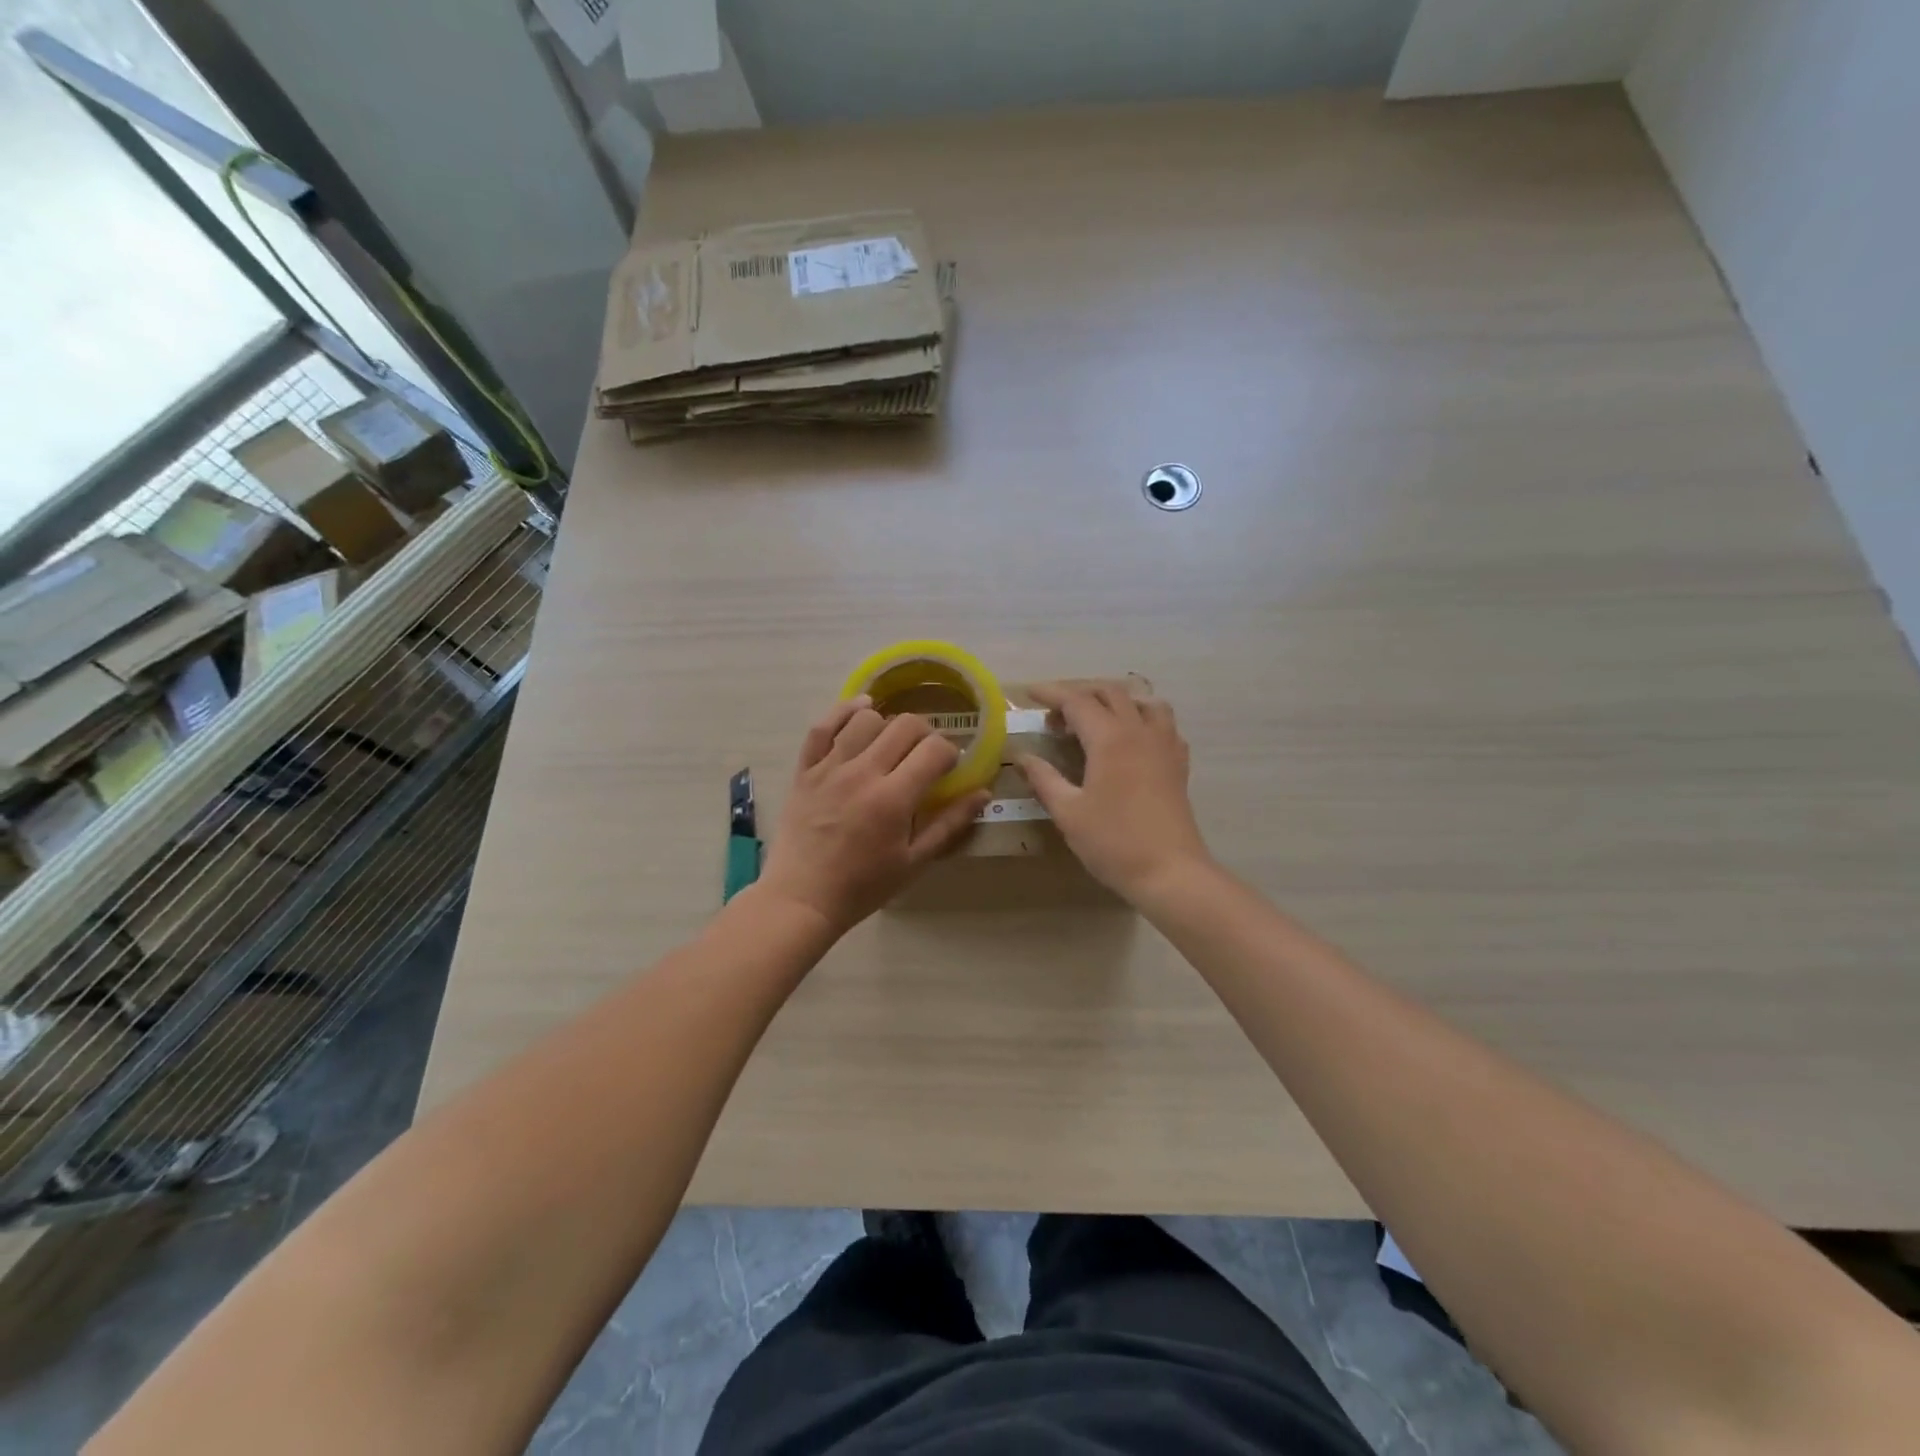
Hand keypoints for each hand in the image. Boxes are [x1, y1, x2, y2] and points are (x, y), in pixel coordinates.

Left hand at [756, 697, 990, 933]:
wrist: (802, 898)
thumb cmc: (863, 886)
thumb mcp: (914, 862)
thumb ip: (949, 825)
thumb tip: (983, 793)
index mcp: (894, 799)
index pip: (934, 750)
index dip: (950, 753)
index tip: (948, 767)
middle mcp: (863, 773)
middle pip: (905, 726)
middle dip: (925, 734)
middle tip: (924, 755)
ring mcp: (830, 768)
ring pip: (867, 719)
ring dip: (887, 725)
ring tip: (890, 744)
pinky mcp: (805, 769)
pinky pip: (823, 725)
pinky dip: (843, 711)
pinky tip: (861, 710)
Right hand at [1018, 684, 1213, 902]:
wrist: (1170, 871)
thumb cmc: (1114, 842)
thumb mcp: (1068, 812)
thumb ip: (1044, 779)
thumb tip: (1022, 756)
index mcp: (1110, 739)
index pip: (1077, 701)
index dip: (1051, 693)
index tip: (1028, 694)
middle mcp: (1139, 731)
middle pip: (1110, 693)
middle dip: (1079, 694)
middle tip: (1055, 715)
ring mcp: (1164, 745)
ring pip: (1142, 702)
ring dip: (1115, 701)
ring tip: (1095, 719)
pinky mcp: (1178, 763)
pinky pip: (1163, 724)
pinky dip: (1142, 718)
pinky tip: (1131, 740)